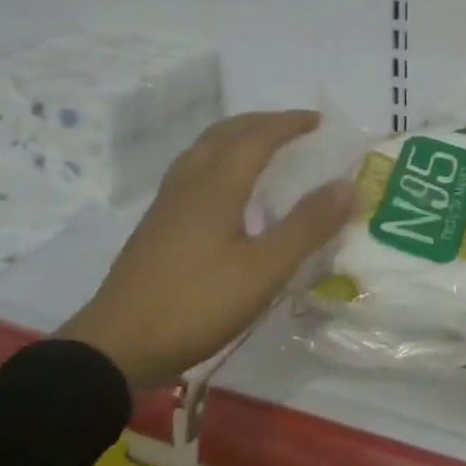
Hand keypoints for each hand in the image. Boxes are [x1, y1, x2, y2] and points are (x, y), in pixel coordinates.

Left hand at [57, 111, 354, 390]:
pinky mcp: (156, 225)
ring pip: (203, 149)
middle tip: (294, 127)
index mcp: (216, 185)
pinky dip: (219, 159)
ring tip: (261, 147)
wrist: (117, 345)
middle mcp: (189, 182)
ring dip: (236, 137)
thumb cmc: (197, 304)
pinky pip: (192, 170)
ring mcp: (167, 203)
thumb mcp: (264, 270)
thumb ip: (307, 226)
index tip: (318, 120)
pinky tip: (225, 191)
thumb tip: (348, 186)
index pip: (257, 137)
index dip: (289, 124)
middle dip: (261, 122)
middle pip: (225, 133)